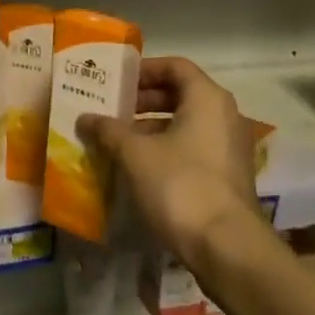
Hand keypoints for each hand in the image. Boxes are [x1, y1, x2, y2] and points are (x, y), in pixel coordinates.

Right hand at [78, 57, 262, 262]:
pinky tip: (139, 168)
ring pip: (186, 124)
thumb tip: (84, 118)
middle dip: (144, 101)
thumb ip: (108, 130)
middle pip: (181, 94)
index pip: (175, 66)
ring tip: (118, 141)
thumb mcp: (135, 154)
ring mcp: (230, 148)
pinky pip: (194, 148)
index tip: (117, 82)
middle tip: (112, 111)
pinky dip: (167, 150)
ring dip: (152, 128)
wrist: (226, 248)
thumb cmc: (180, 185)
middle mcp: (225, 115)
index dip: (144, 70)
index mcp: (207, 98)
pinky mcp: (228, 177)